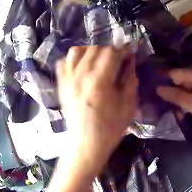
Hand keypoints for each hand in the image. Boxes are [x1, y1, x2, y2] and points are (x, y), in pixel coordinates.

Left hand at [56, 46, 137, 171]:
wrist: (86, 144)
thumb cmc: (110, 128)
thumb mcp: (128, 106)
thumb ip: (130, 80)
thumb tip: (130, 62)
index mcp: (99, 81)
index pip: (111, 52)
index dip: (123, 49)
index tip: (130, 52)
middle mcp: (81, 75)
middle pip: (95, 47)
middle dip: (109, 47)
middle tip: (117, 55)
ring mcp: (68, 79)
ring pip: (77, 50)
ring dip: (90, 49)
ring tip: (98, 57)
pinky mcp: (61, 85)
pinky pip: (63, 62)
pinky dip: (73, 58)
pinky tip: (81, 64)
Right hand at [157, 69, 191, 134]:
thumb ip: (176, 95)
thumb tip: (157, 88)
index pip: (175, 73)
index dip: (162, 79)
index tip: (148, 87)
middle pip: (178, 82)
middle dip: (167, 91)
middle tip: (153, 101)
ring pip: (182, 91)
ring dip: (175, 100)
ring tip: (164, 109)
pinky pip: (188, 97)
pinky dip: (183, 104)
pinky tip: (178, 113)